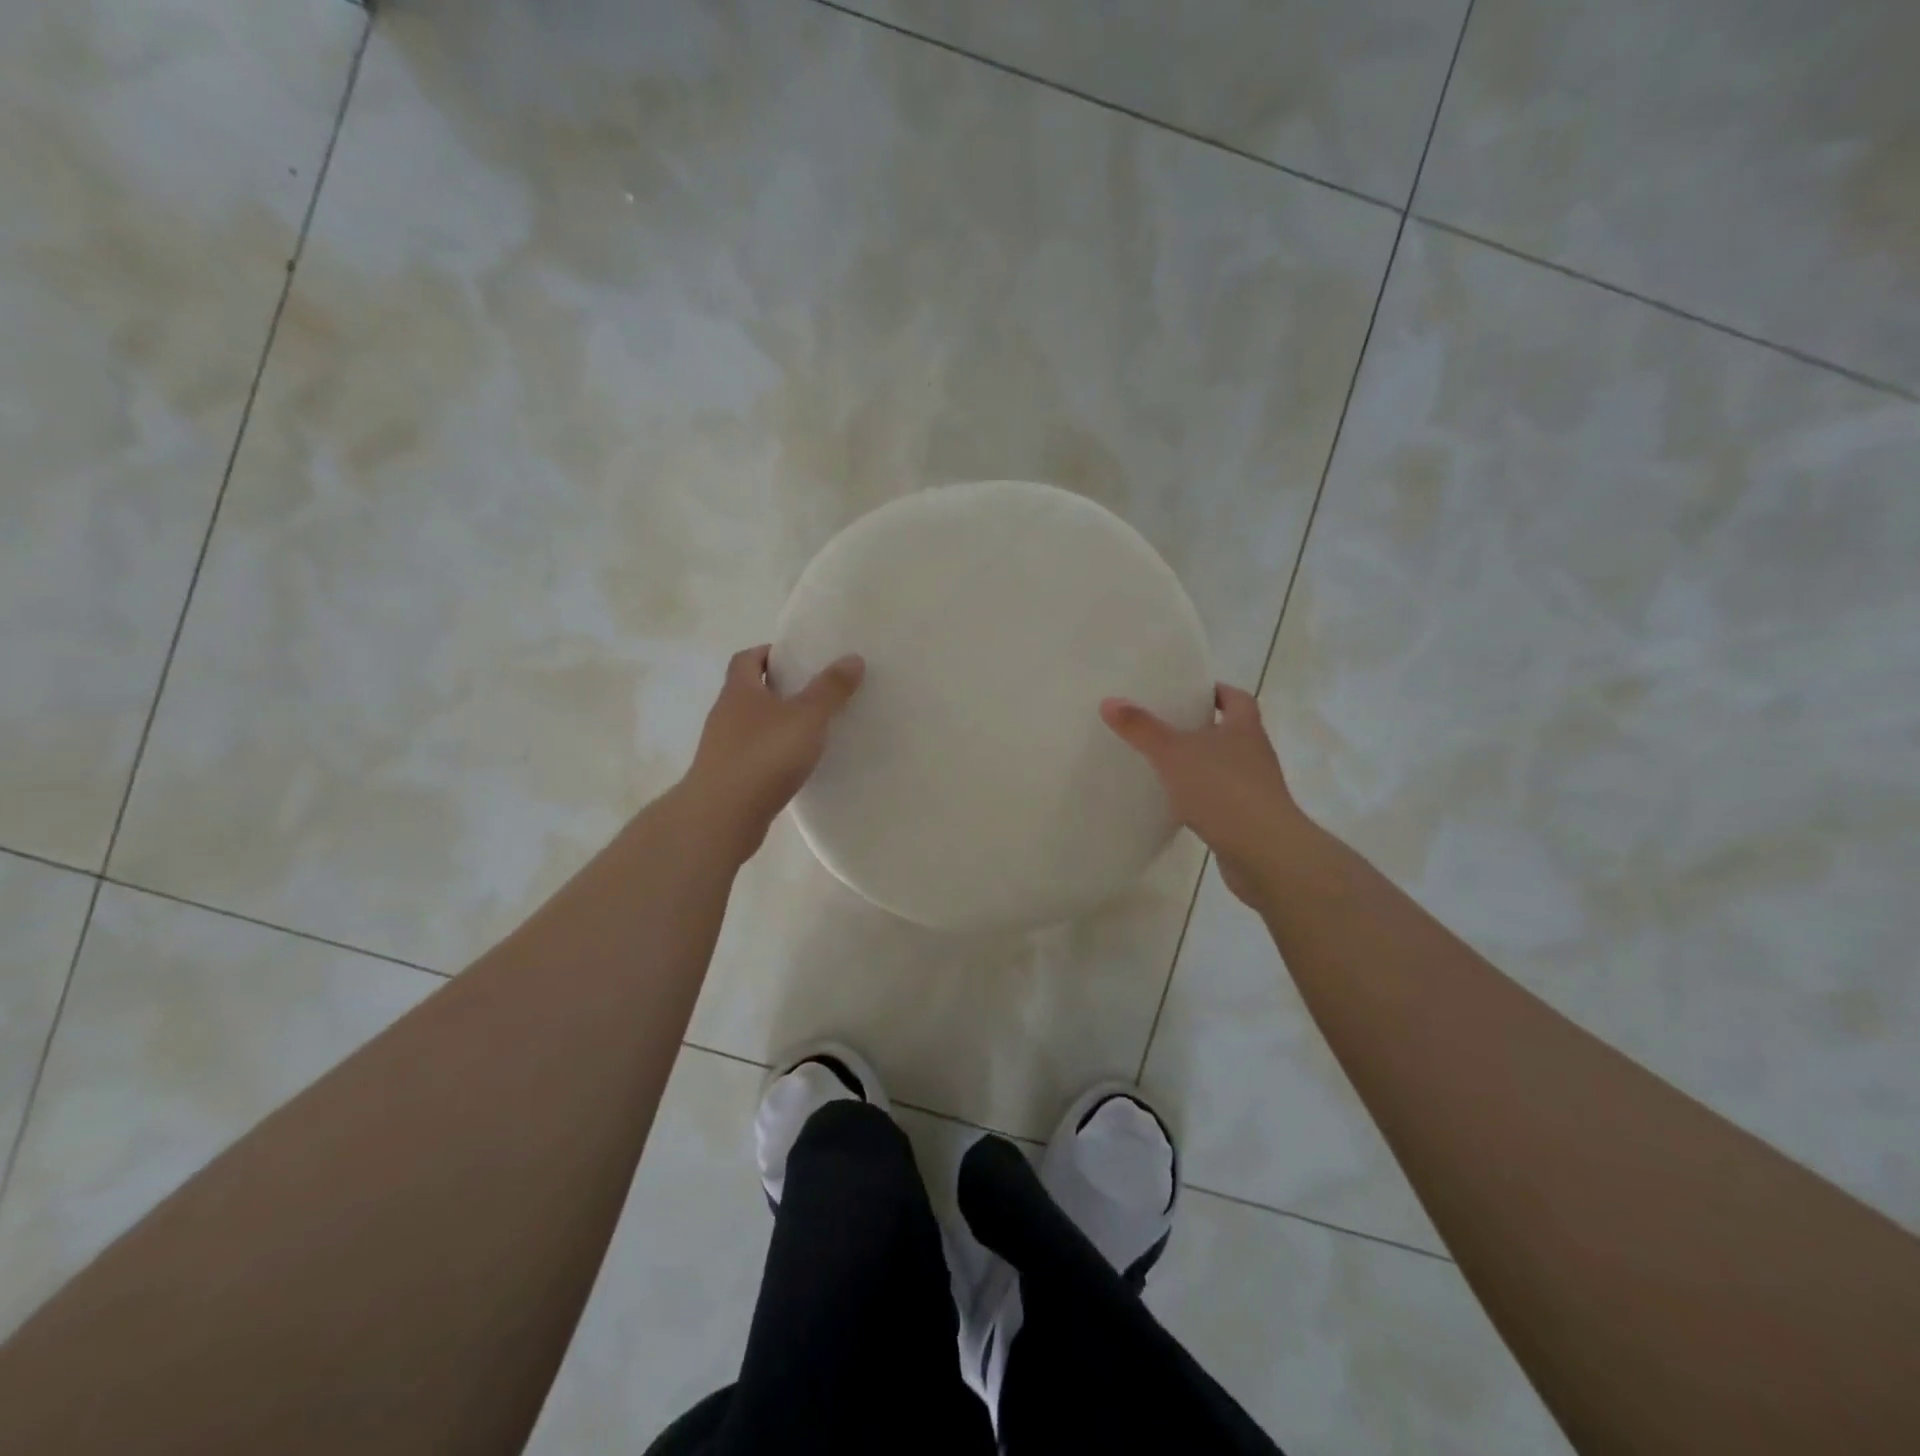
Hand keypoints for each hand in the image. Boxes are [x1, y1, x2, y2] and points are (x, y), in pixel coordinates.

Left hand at [681, 645, 864, 860]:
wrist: (722, 817)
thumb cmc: (764, 756)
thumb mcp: (807, 717)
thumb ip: (830, 689)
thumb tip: (852, 658)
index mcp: (739, 691)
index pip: (747, 658)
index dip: (770, 653)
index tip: (798, 659)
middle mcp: (726, 715)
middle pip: (750, 692)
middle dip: (779, 689)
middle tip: (815, 693)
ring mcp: (723, 749)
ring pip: (753, 726)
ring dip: (777, 725)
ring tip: (812, 731)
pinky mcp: (728, 779)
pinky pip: (754, 756)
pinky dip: (774, 755)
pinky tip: (797, 766)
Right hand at [1100, 685, 1303, 904]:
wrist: (1263, 851)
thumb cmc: (1222, 789)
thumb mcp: (1173, 753)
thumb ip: (1141, 728)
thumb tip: (1109, 701)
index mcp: (1244, 729)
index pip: (1237, 699)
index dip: (1218, 692)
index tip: (1191, 693)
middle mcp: (1255, 754)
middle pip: (1232, 732)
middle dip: (1203, 728)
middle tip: (1167, 726)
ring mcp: (1255, 789)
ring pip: (1226, 767)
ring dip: (1201, 765)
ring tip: (1165, 765)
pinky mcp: (1248, 820)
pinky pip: (1221, 800)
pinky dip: (1202, 798)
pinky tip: (1177, 805)